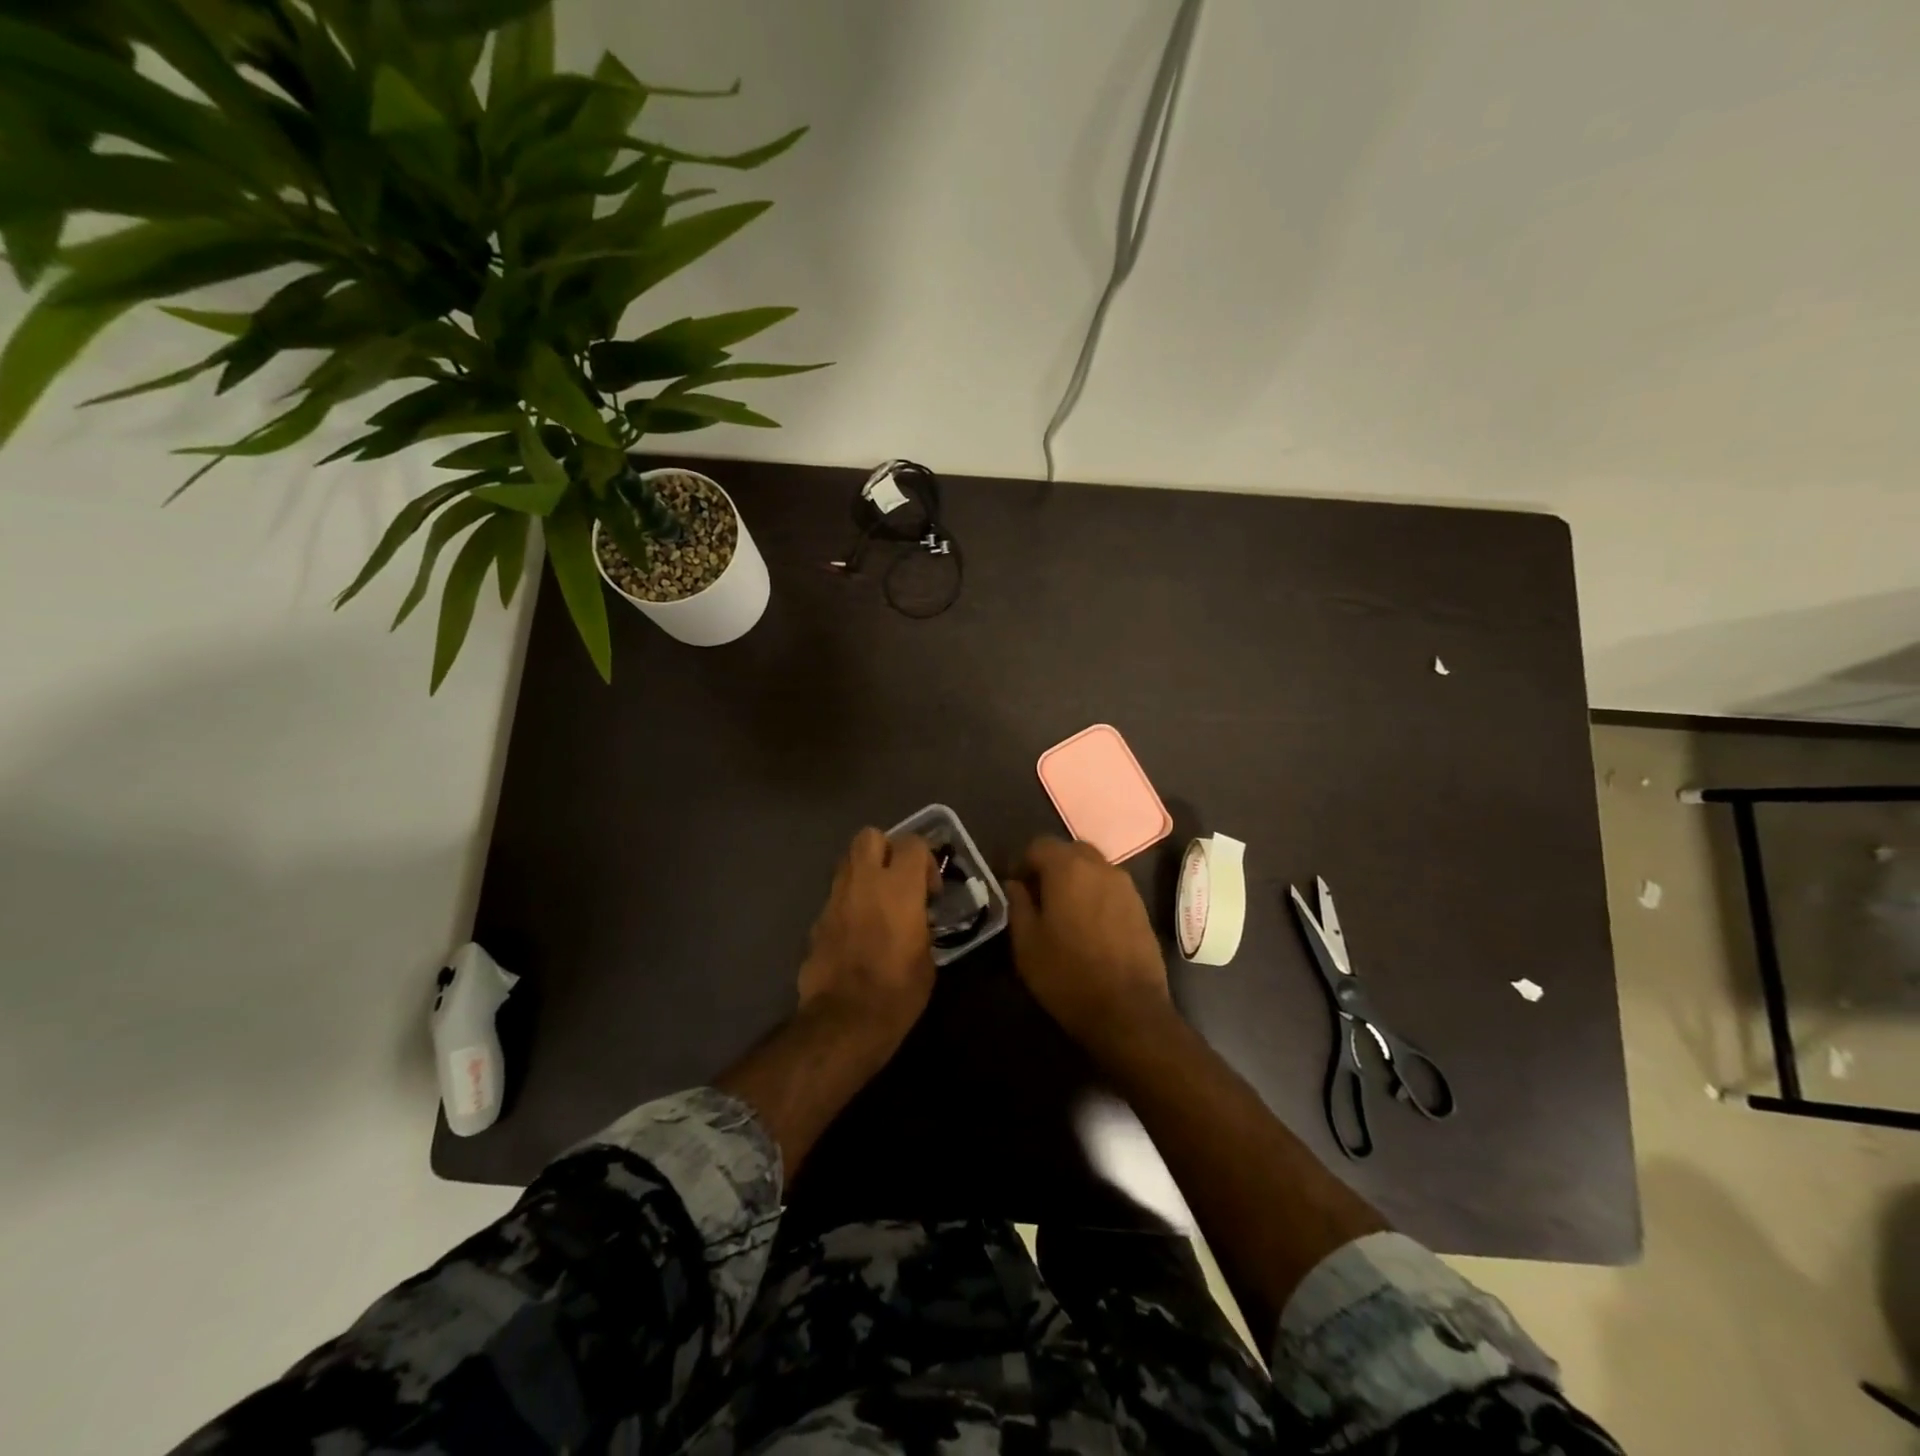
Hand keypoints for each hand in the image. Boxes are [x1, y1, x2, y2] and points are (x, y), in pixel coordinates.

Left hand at [798, 827, 937, 1044]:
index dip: (925, 860)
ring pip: (847, 862)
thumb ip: (922, 926)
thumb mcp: (927, 959)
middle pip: (870, 836)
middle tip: (898, 880)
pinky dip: (849, 902)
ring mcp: (835, 898)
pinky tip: (858, 930)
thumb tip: (917, 921)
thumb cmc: (897, 992)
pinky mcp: (817, 920)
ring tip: (878, 902)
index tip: (930, 891)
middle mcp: (864, 882)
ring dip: (865, 873)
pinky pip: (836, 895)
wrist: (844, 1021)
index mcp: (899, 887)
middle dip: (886, 849)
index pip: (913, 843)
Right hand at [1006, 836, 1170, 1046]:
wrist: (1129, 1011)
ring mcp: (1126, 886)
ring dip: (1076, 880)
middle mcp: (1100, 867)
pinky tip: (1089, 926)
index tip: (1016, 889)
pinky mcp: (1141, 906)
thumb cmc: (1068, 975)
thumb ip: (1018, 905)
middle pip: (1070, 851)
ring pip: (1093, 868)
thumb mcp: (1027, 944)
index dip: (1023, 863)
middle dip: (1051, 867)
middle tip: (1039, 898)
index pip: (1039, 845)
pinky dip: (1096, 895)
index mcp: (1068, 868)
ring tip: (1064, 914)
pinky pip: (1111, 887)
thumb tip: (1015, 884)